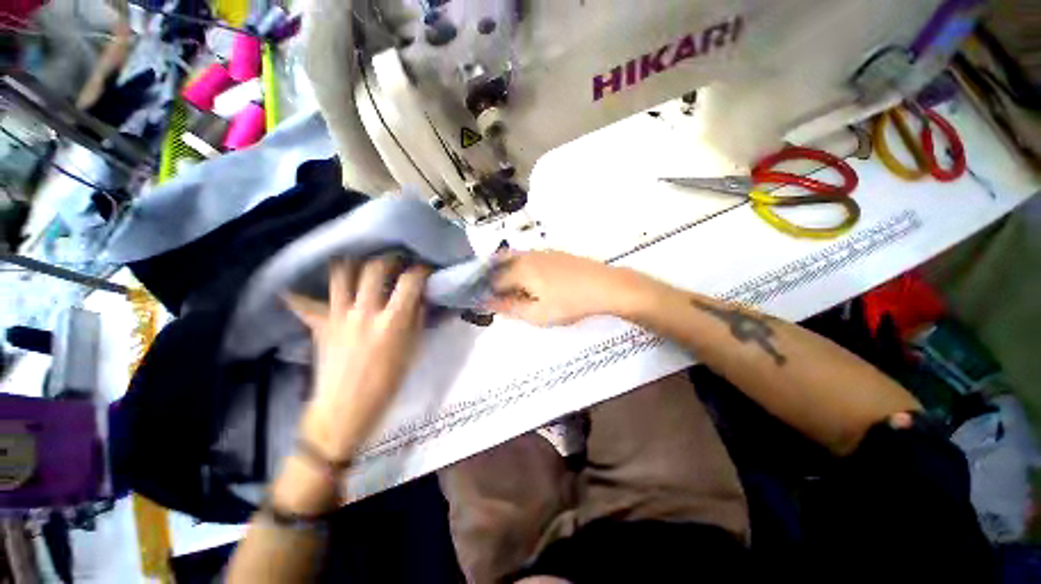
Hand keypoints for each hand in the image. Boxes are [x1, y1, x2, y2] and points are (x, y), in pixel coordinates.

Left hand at [285, 257, 428, 461]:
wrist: (346, 408)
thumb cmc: (388, 382)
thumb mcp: (413, 351)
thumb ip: (417, 320)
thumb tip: (419, 298)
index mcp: (392, 322)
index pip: (410, 282)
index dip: (420, 270)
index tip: (424, 269)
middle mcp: (364, 312)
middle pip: (374, 269)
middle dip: (388, 259)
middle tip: (395, 261)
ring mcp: (338, 316)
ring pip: (340, 274)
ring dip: (353, 264)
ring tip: (361, 265)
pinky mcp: (319, 324)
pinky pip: (305, 302)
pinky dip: (301, 293)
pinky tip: (299, 286)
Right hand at [487, 250, 651, 325]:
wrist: (605, 286)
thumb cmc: (570, 303)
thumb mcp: (537, 314)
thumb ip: (509, 308)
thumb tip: (486, 303)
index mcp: (520, 269)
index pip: (493, 280)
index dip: (487, 292)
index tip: (487, 304)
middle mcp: (527, 256)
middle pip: (501, 264)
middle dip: (494, 279)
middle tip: (498, 297)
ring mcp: (542, 252)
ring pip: (516, 259)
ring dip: (508, 273)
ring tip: (514, 293)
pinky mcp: (555, 253)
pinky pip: (530, 259)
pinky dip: (523, 269)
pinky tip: (533, 283)